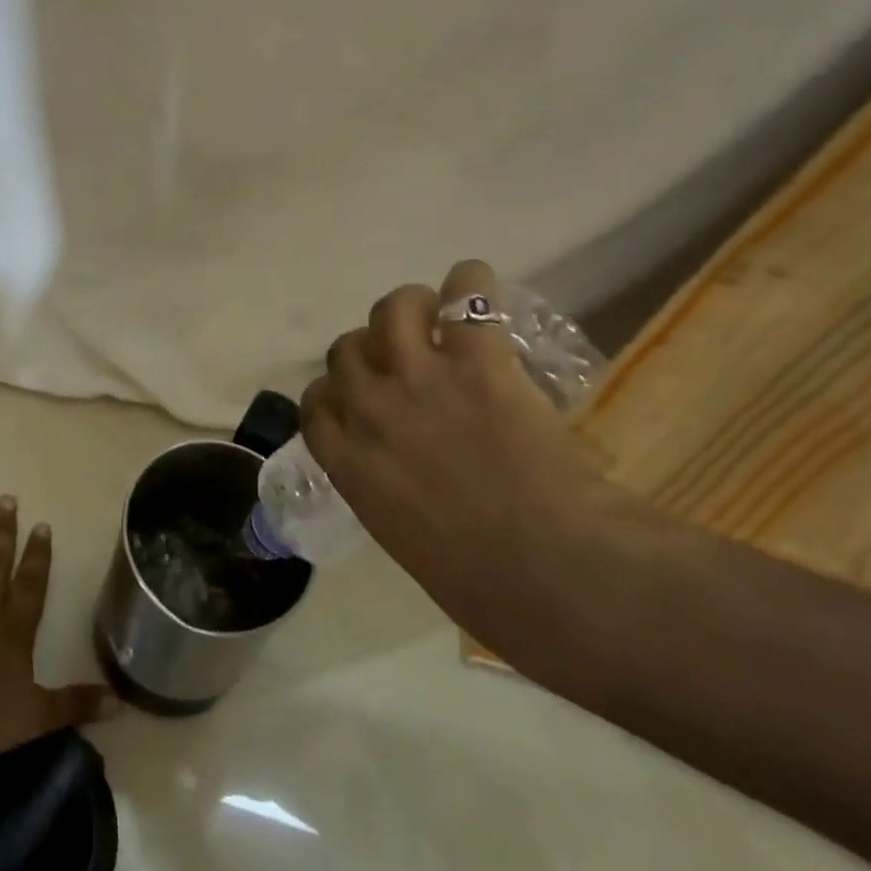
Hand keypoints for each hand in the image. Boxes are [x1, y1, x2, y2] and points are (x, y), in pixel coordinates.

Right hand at [300, 260, 621, 642]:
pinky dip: (469, 283)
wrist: (556, 576)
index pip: (315, 406)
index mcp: (350, 466)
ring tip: (436, 313)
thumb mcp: (410, 543)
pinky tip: (477, 287)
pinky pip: (464, 296)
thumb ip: (394, 499)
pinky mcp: (476, 362)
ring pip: (390, 310)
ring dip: (409, 307)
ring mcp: (420, 380)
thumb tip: (415, 488)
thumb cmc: (487, 586)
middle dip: (369, 350)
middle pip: (345, 350)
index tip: (358, 396)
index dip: (333, 392)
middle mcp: (372, 412)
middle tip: (405, 358)